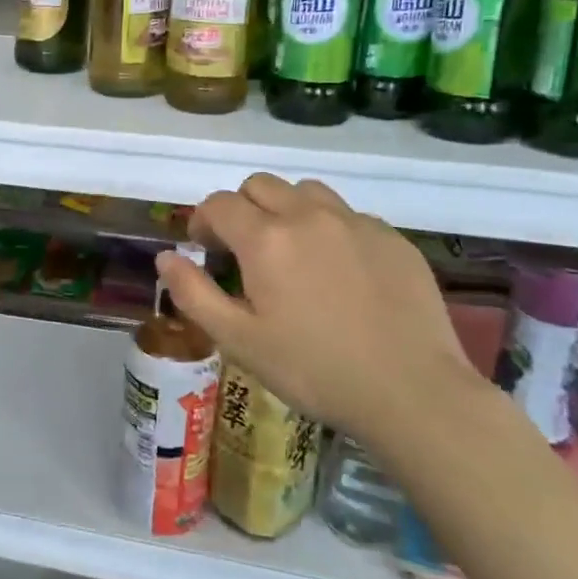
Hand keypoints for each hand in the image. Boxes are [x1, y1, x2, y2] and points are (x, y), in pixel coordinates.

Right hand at [155, 174, 478, 452]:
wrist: (412, 393)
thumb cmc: (313, 369)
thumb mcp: (238, 340)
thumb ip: (193, 293)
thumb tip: (165, 256)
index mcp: (266, 238)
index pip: (219, 203)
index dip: (203, 221)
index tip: (204, 250)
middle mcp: (308, 215)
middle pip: (260, 185)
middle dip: (241, 209)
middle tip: (244, 251)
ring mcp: (356, 222)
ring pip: (306, 192)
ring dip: (286, 210)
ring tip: (291, 253)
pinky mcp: (393, 238)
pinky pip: (348, 215)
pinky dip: (330, 229)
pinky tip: (339, 273)